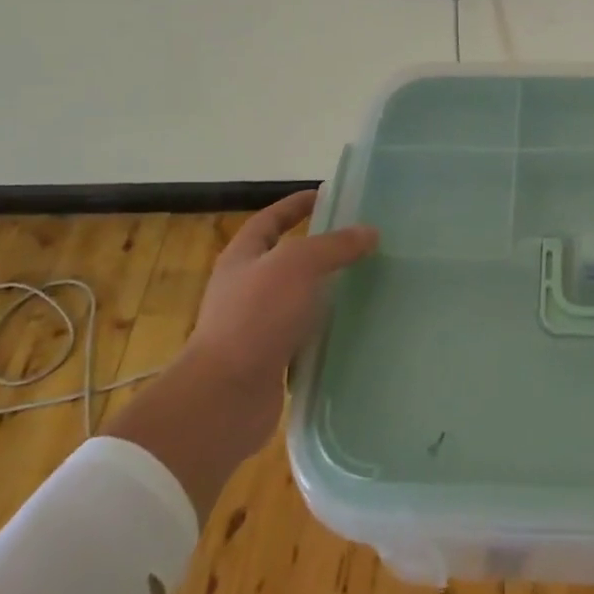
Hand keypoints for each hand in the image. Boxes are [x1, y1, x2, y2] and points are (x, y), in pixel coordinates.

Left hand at [102, 191, 376, 517]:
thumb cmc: (256, 317)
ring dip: (327, 292)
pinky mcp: (270, 360)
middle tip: (360, 242)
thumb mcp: (298, 266)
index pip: (270, 220)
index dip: (295, 205)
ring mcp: (256, 327)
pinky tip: (355, 328)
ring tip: (367, 283)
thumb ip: (334, 246)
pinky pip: (305, 337)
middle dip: (320, 250)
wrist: (224, 398)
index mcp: (243, 258)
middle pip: (286, 259)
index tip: (326, 196)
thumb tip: (369, 233)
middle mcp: (246, 289)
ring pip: (299, 299)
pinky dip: (327, 331)